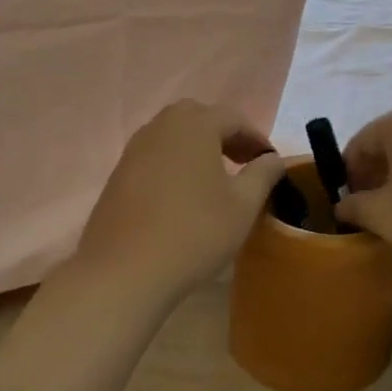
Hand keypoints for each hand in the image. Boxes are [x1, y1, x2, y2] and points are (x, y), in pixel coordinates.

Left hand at [74, 100, 286, 302]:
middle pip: (199, 117)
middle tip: (242, 163)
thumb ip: (263, 174)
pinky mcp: (118, 174)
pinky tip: (183, 195)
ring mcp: (135, 149)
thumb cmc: (194, 232)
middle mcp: (162, 127)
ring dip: (198, 148)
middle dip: (224, 135)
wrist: (124, 272)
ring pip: (174, 135)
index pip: (234, 117)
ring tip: (215, 179)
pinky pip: (155, 155)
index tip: (269, 163)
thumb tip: (273, 159)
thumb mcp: (243, 205)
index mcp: (195, 125)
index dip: (256, 137)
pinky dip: (174, 163)